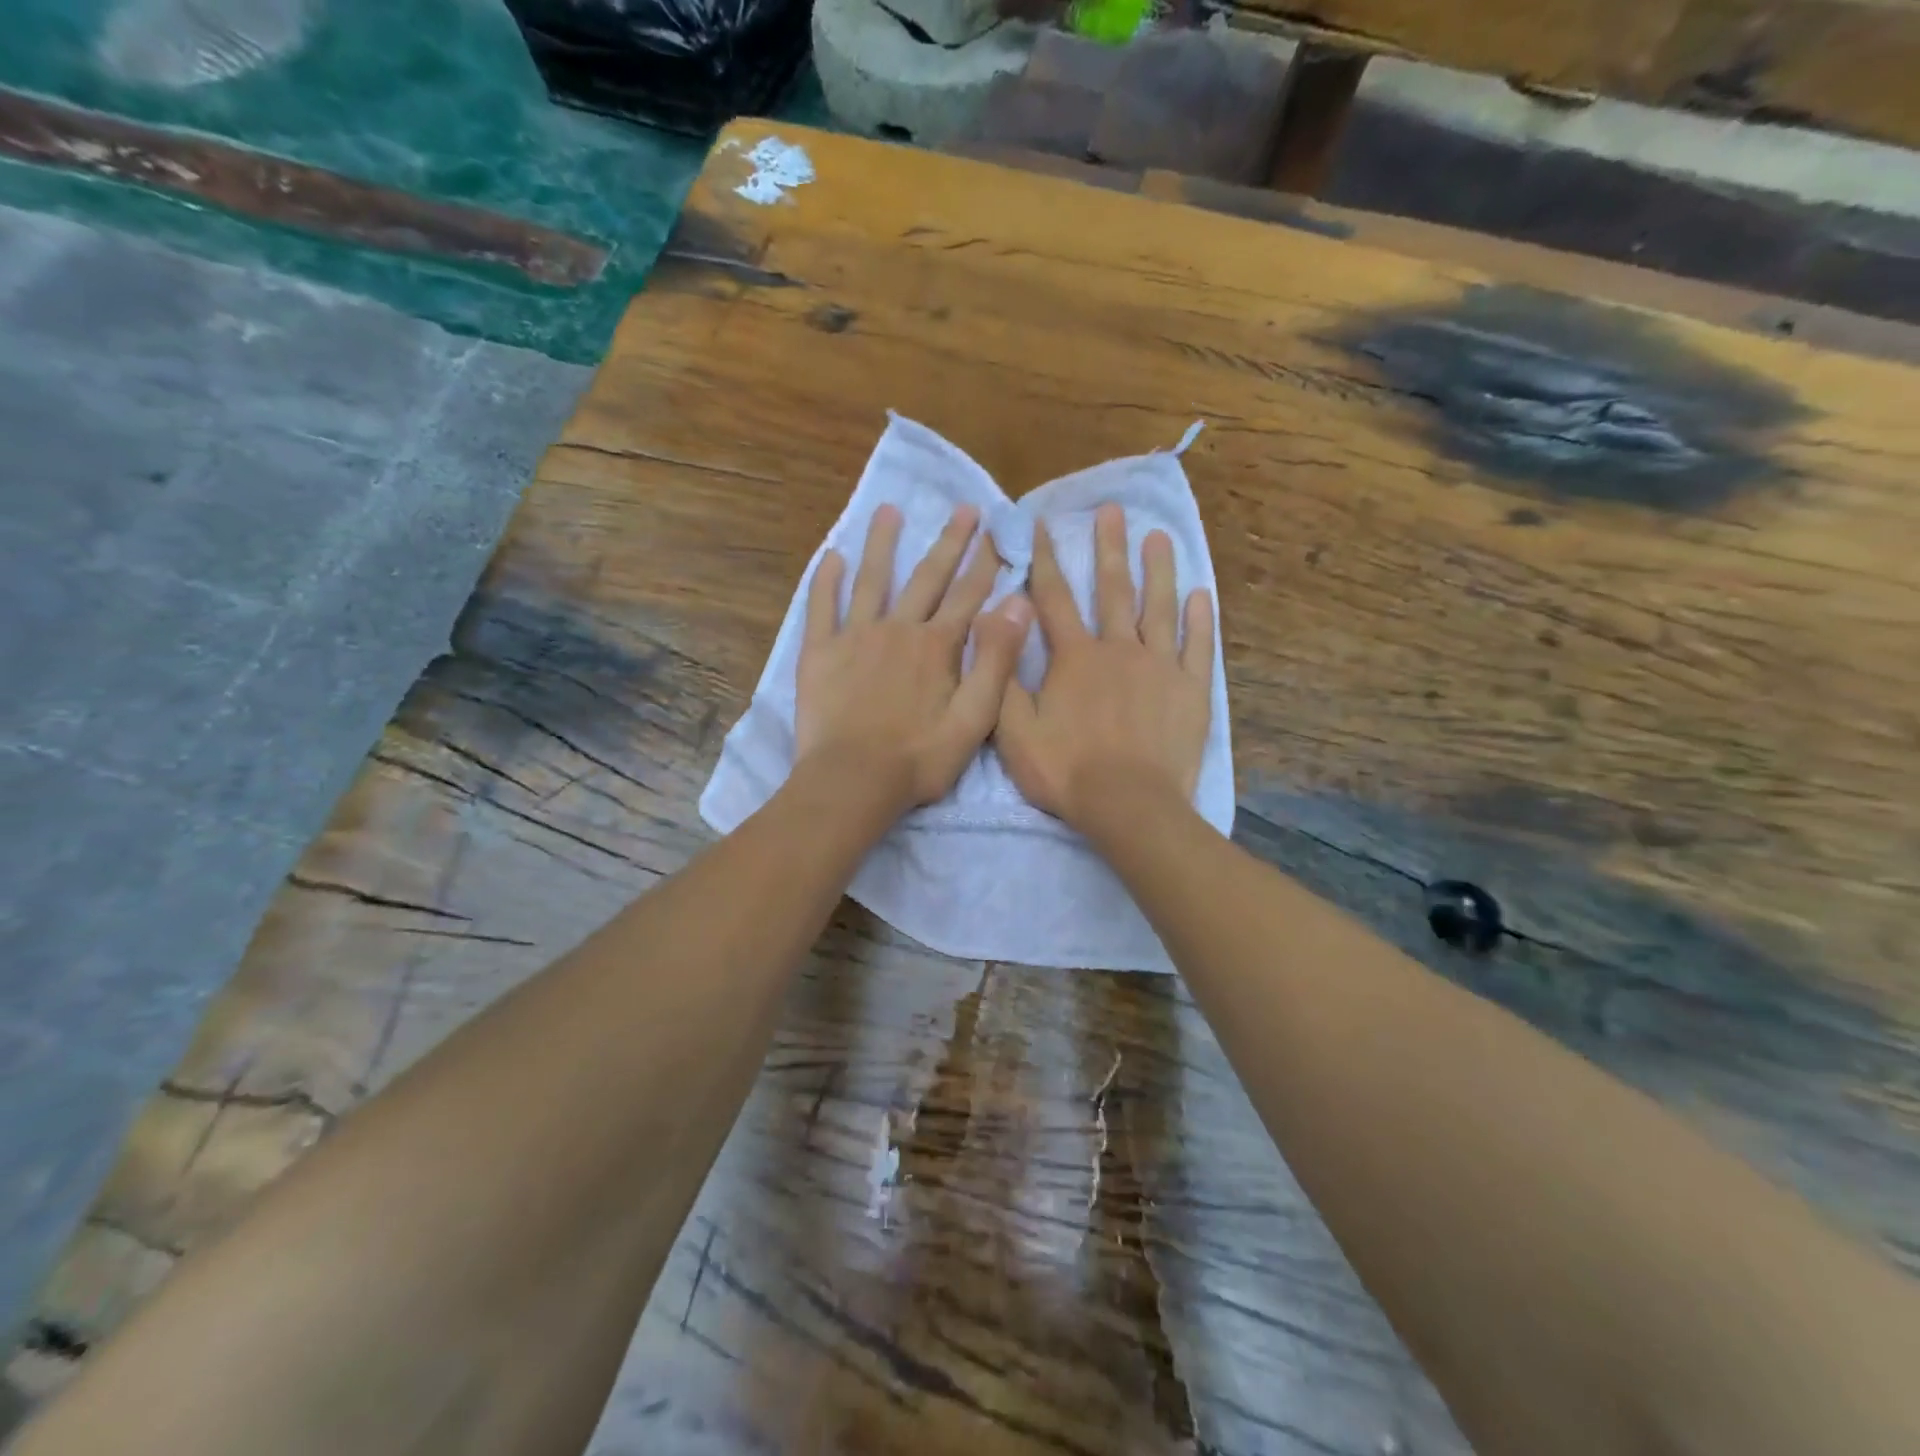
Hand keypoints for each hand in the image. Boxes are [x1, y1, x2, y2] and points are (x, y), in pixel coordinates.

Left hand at [796, 504, 1033, 814]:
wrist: (853, 780)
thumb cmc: (918, 758)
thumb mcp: (974, 718)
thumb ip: (997, 660)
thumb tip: (1018, 604)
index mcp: (937, 647)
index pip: (968, 596)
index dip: (985, 564)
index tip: (996, 532)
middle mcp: (899, 629)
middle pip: (927, 578)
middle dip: (949, 542)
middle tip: (963, 508)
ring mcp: (856, 636)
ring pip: (873, 580)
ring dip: (883, 544)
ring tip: (889, 510)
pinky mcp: (820, 652)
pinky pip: (822, 607)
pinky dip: (826, 580)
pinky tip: (832, 556)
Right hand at [996, 503, 1213, 832]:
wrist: (1129, 805)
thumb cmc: (1067, 771)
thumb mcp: (1013, 732)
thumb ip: (1003, 678)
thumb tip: (999, 625)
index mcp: (1074, 657)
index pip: (1055, 598)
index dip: (1046, 558)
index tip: (1043, 523)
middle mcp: (1118, 649)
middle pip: (1113, 590)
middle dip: (1109, 547)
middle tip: (1112, 510)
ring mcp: (1160, 667)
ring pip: (1159, 608)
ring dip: (1158, 570)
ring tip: (1159, 537)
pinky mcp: (1190, 689)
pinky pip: (1198, 646)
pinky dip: (1200, 619)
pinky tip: (1200, 594)